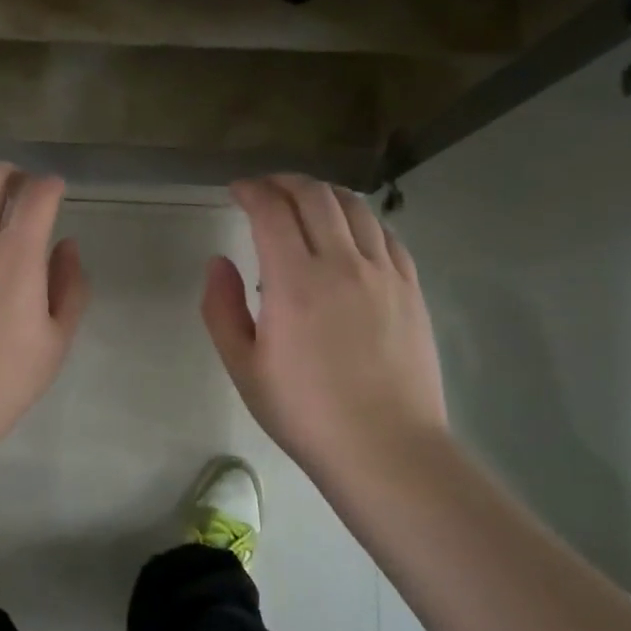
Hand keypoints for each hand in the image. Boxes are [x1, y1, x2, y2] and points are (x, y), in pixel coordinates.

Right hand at [202, 174, 447, 484]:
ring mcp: (383, 273)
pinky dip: (360, 218)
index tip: (236, 191)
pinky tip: (349, 231)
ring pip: (355, 206)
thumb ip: (221, 308)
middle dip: (285, 182)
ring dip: (324, 192)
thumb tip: (219, 261)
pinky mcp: (411, 288)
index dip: (251, 190)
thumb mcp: (243, 367)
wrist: (385, 448)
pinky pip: (385, 234)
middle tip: (266, 189)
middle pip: (315, 195)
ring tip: (306, 201)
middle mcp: (342, 263)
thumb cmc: (304, 412)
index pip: (271, 210)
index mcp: (294, 281)